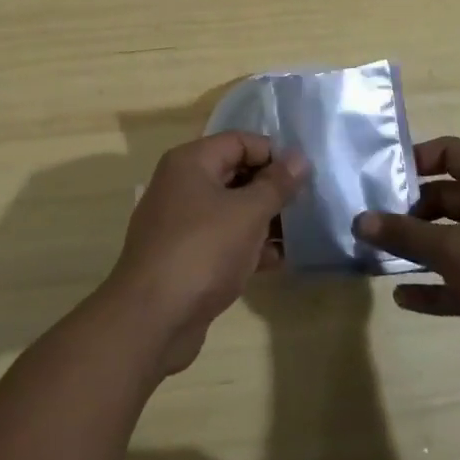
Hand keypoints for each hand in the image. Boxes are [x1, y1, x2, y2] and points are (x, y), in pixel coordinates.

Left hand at [104, 133, 306, 376]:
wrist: (152, 318)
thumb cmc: (202, 251)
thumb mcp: (247, 213)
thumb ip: (276, 184)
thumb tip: (299, 157)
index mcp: (191, 162)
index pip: (239, 141)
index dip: (273, 154)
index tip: (304, 176)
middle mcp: (181, 185)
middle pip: (234, 173)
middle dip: (271, 189)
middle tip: (307, 206)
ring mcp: (181, 222)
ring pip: (230, 210)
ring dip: (263, 220)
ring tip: (299, 235)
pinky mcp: (184, 256)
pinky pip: (222, 240)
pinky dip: (247, 246)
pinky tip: (276, 262)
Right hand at [353, 138, 459, 393]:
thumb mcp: (453, 250)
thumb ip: (405, 234)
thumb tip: (360, 220)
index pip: (448, 152)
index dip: (414, 159)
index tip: (380, 178)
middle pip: (444, 197)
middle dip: (407, 211)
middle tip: (369, 223)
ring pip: (450, 239)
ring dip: (418, 249)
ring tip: (377, 257)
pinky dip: (435, 285)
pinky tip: (404, 299)